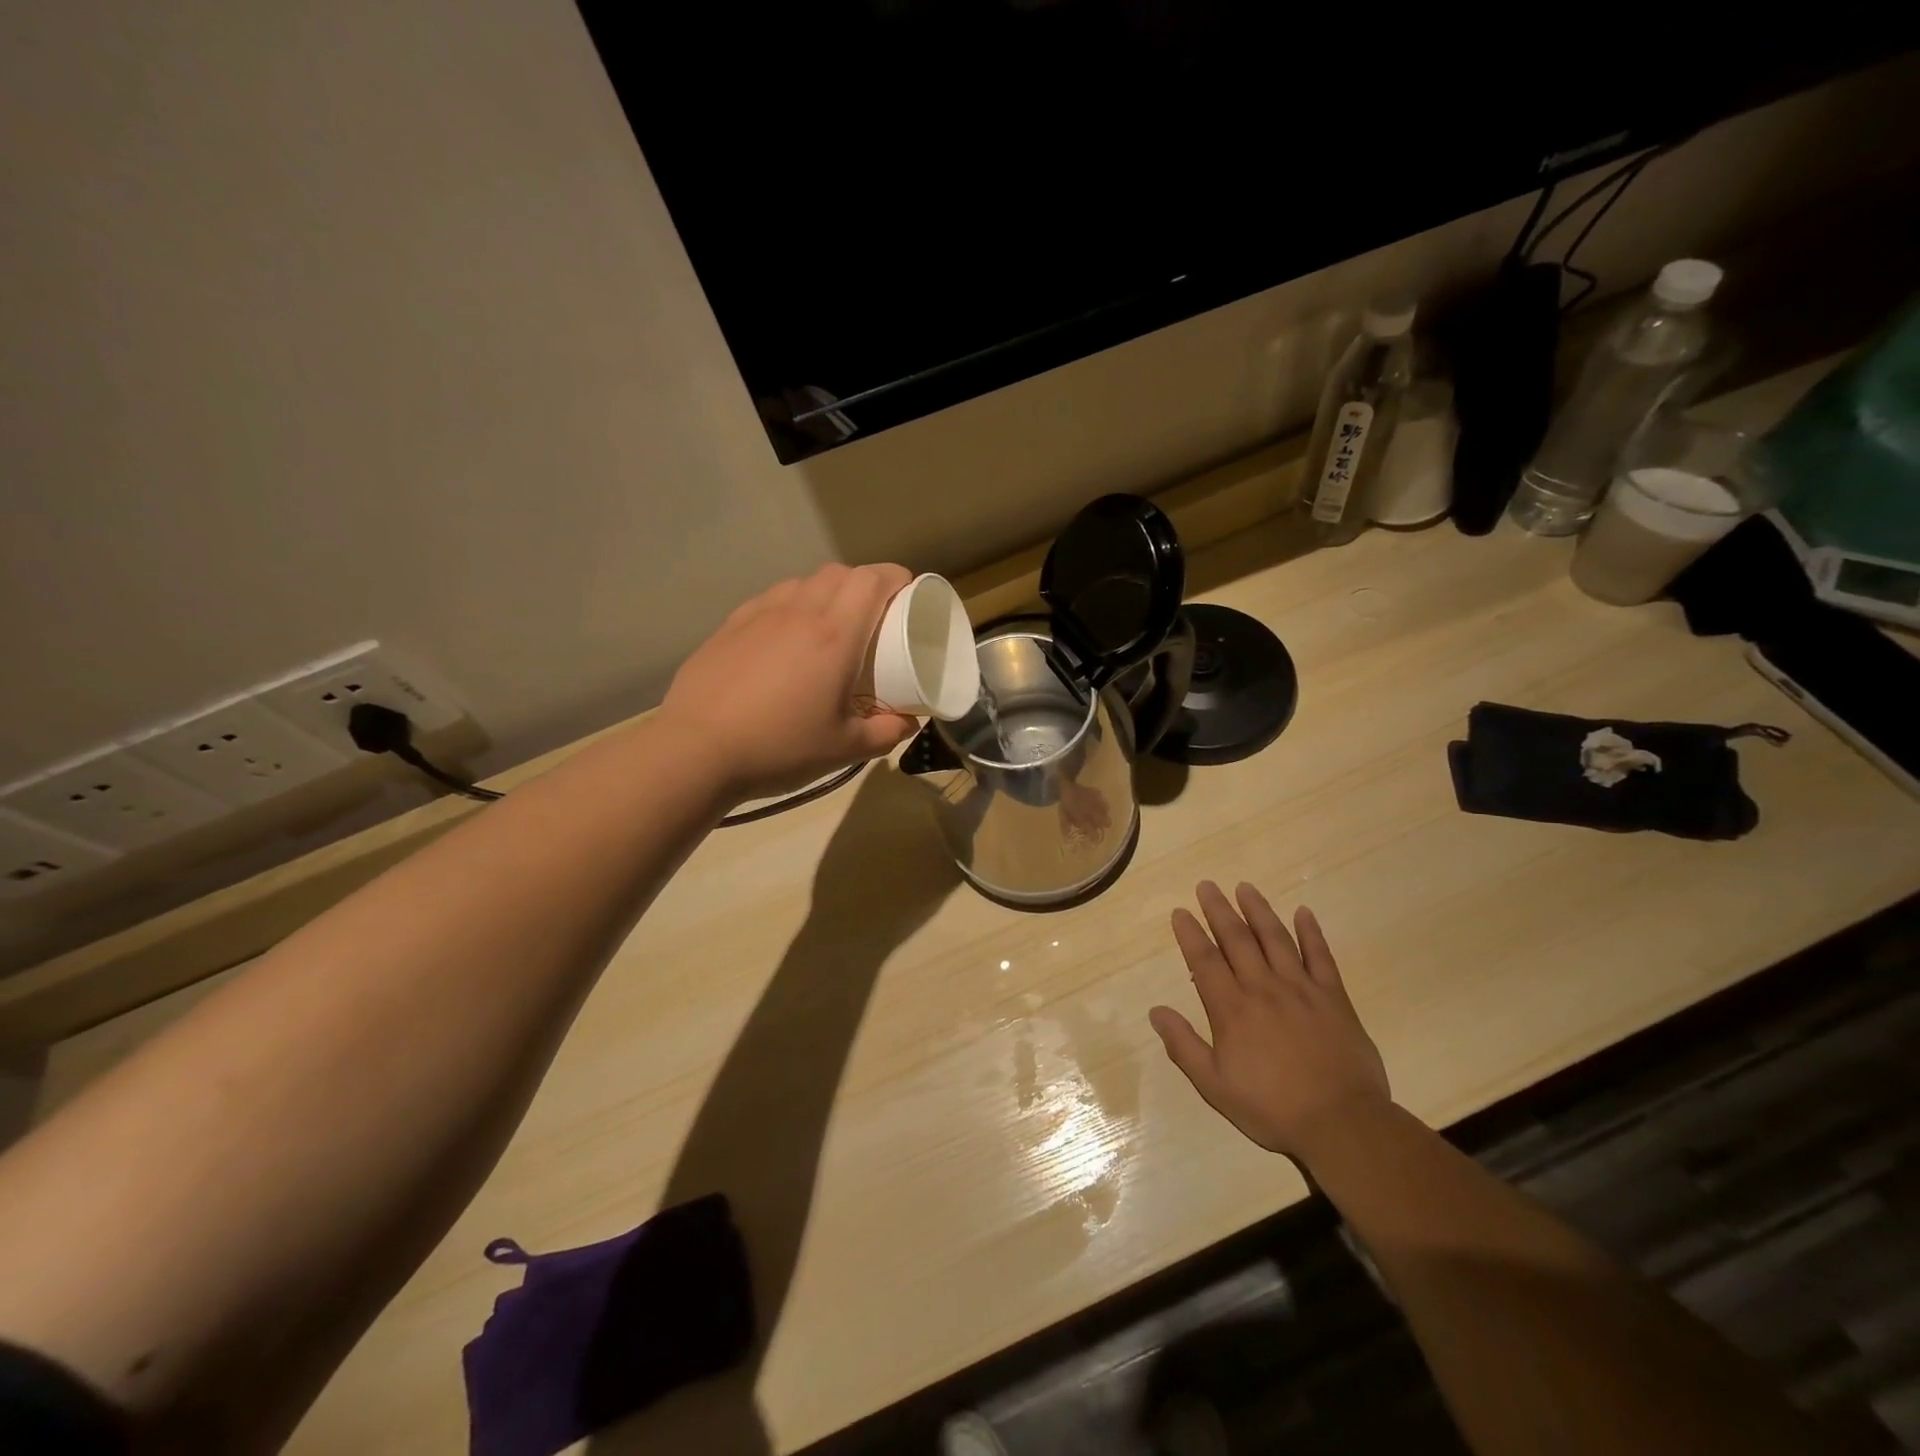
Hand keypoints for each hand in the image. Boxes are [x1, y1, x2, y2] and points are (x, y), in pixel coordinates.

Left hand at [661, 563, 920, 800]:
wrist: (698, 750)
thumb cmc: (780, 747)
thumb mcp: (844, 749)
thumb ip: (886, 733)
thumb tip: (908, 722)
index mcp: (835, 635)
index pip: (872, 580)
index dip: (896, 578)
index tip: (908, 595)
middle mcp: (799, 612)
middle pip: (839, 573)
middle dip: (864, 584)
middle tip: (873, 615)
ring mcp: (760, 614)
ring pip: (802, 582)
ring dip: (825, 592)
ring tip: (829, 625)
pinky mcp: (730, 626)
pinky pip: (771, 599)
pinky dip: (790, 606)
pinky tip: (784, 638)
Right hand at [1150, 881, 1390, 1164]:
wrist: (1342, 1124)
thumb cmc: (1272, 1108)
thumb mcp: (1215, 1086)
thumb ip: (1184, 1046)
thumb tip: (1156, 1012)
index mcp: (1232, 1009)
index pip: (1204, 960)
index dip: (1190, 934)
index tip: (1181, 912)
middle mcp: (1263, 988)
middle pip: (1237, 939)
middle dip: (1219, 910)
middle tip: (1207, 885)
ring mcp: (1301, 989)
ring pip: (1275, 939)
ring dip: (1258, 910)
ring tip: (1245, 887)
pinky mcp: (1334, 998)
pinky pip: (1321, 957)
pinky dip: (1311, 932)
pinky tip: (1303, 912)